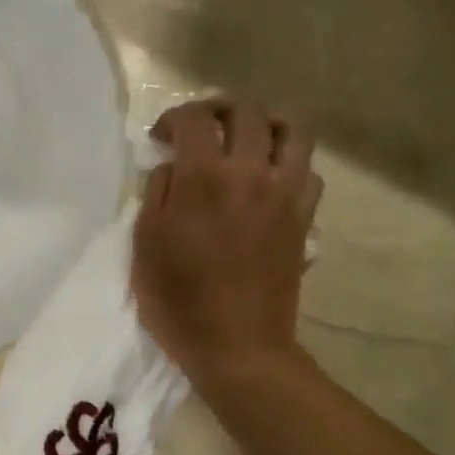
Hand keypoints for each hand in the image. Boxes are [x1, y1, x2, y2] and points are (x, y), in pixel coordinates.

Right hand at [132, 98, 321, 378]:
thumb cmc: (179, 301)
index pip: (195, 118)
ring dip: (266, 124)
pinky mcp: (303, 218)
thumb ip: (158, 193)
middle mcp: (250, 172)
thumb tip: (174, 166)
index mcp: (204, 178)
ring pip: (292, 130)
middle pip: (247, 111)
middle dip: (219, 109)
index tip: (161, 138)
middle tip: (202, 128)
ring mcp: (285, 194)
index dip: (173, 118)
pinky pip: (308, 171)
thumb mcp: (146, 245)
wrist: (237, 346)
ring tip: (247, 140)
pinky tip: (270, 180)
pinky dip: (289, 164)